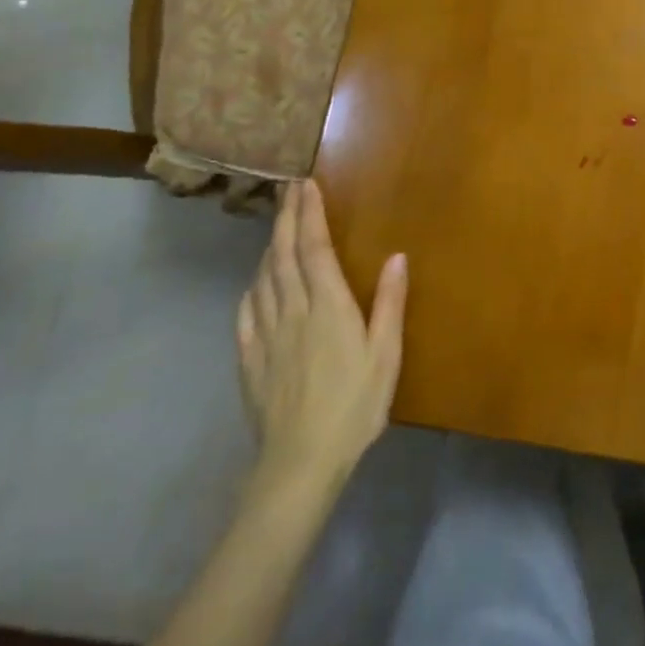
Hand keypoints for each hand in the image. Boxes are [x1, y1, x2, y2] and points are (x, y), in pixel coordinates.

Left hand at [236, 181, 405, 502]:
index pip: (314, 249)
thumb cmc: (355, 405)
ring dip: (269, 246)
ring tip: (276, 226)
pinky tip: (256, 283)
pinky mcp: (250, 358)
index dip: (310, 214)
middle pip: (284, 255)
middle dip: (286, 218)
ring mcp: (266, 334)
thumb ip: (390, 304)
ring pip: (263, 278)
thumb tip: (398, 257)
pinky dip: (252, 286)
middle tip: (287, 188)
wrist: (300, 461)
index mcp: (328, 307)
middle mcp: (293, 311)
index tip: (307, 185)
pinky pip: (246, 311)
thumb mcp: (386, 355)